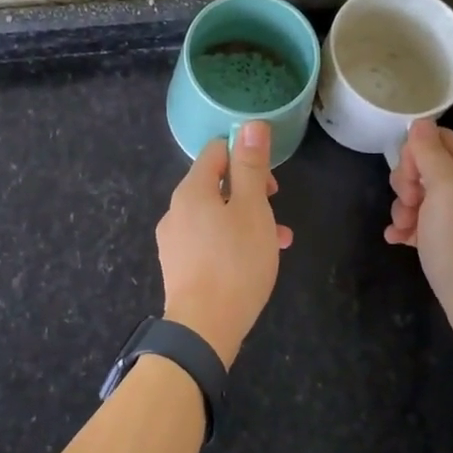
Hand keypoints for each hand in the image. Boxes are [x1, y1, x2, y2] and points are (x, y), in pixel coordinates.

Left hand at [156, 121, 293, 366]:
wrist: (203, 328)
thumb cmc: (235, 263)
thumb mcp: (252, 210)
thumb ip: (251, 167)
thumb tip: (251, 124)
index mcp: (191, 189)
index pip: (216, 151)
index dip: (245, 156)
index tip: (270, 181)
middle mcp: (176, 209)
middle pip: (215, 184)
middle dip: (250, 192)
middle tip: (276, 210)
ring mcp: (174, 239)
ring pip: (215, 215)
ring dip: (247, 219)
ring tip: (278, 241)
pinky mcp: (178, 266)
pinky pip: (208, 240)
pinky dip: (232, 241)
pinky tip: (255, 262)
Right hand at [385, 118, 452, 348]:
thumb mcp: (445, 187)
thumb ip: (431, 152)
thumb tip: (420, 122)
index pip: (438, 139)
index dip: (415, 151)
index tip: (409, 175)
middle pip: (426, 167)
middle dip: (406, 182)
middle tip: (408, 202)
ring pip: (420, 196)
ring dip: (403, 208)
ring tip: (403, 228)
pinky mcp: (450, 242)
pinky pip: (421, 224)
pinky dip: (407, 229)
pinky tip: (397, 240)